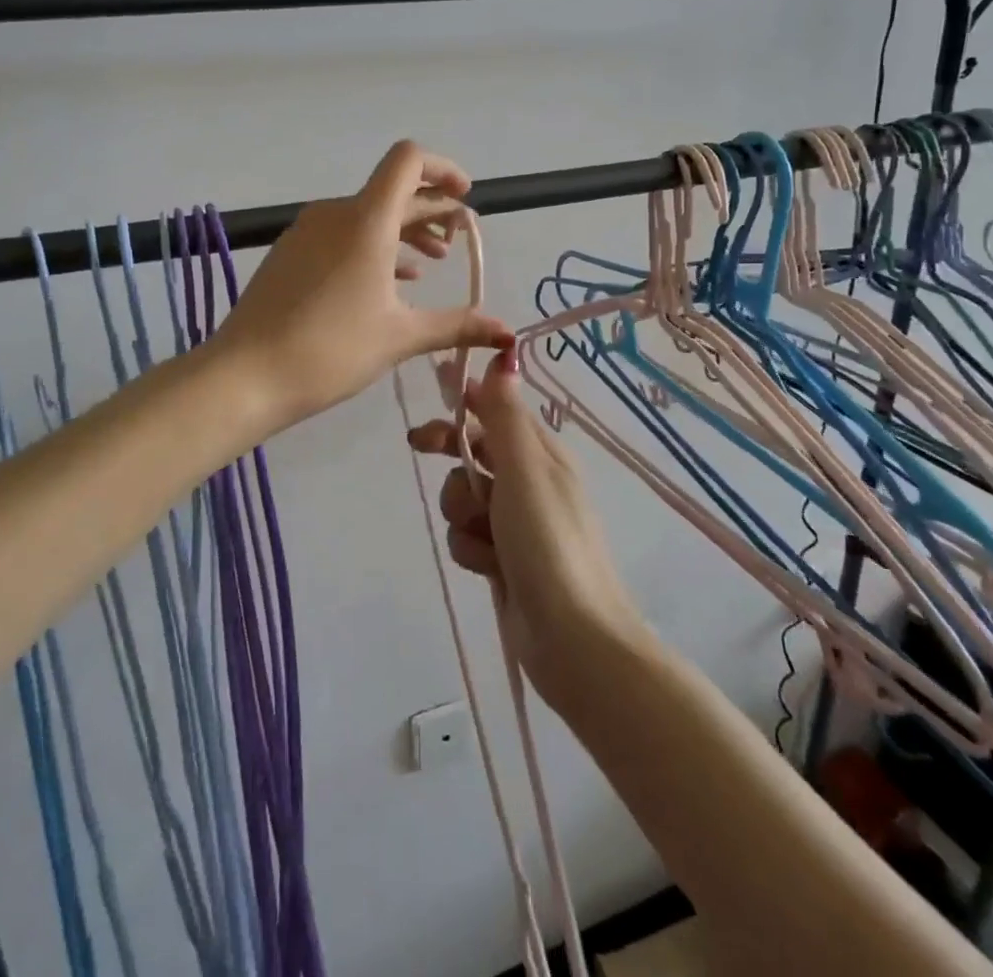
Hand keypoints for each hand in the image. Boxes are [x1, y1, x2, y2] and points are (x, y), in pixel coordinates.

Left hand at [214, 141, 513, 430]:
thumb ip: (457, 326)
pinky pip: (341, 235)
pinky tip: (389, 281)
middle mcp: (335, 213)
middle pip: (392, 191)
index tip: (464, 198)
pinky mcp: (290, 253)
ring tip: (431, 264)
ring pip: (366, 215)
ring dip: (403, 232)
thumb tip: (507, 332)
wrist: (245, 376)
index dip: (442, 169)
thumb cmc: (331, 350)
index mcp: (365, 220)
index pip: (408, 161)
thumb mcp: (400, 337)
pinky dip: (373, 247)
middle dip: (431, 210)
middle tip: (458, 240)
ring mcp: (307, 232)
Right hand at [407, 350, 645, 700]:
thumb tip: (505, 354)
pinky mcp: (503, 559)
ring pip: (464, 498)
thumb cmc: (548, 540)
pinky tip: (488, 567)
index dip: (465, 399)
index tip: (434, 388)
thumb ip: (506, 414)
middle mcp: (529, 482)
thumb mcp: (525, 469)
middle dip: (452, 457)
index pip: (497, 410)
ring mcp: (516, 523)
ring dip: (462, 513)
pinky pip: (467, 537)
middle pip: (474, 452)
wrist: (573, 637)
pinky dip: (471, 549)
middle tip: (418, 446)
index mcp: (542, 453)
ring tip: (484, 537)